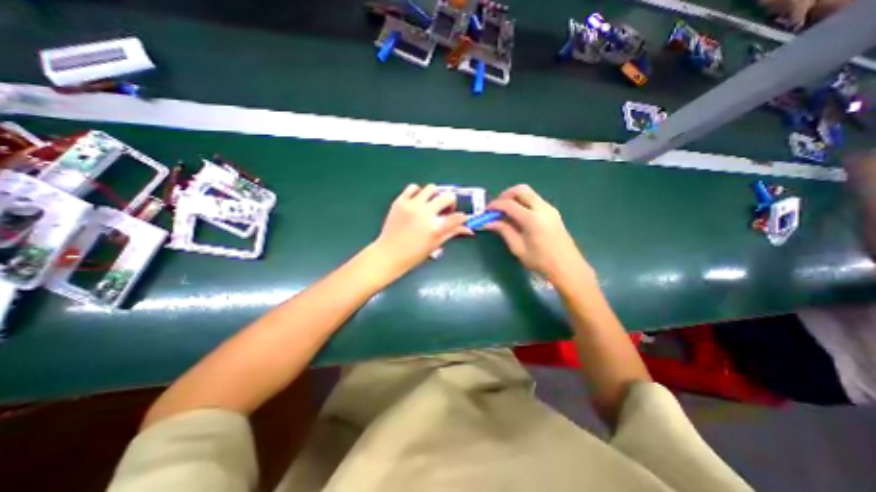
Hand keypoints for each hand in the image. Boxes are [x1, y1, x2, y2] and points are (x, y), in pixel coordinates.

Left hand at [370, 183, 472, 275]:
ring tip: (431, 204)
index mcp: (435, 227)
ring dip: (436, 195)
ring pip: (431, 188)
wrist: (388, 254)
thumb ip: (452, 233)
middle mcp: (425, 213)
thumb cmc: (414, 254)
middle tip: (446, 210)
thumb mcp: (436, 245)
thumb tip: (469, 229)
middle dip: (451, 203)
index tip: (460, 218)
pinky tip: (418, 201)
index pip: (458, 217)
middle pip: (447, 197)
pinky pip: (413, 187)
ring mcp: (412, 205)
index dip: (462, 217)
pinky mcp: (400, 201)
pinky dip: (418, 192)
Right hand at [482, 184, 591, 285]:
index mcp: (532, 218)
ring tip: (505, 213)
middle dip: (506, 195)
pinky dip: (523, 203)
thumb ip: (503, 231)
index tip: (486, 211)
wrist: (567, 268)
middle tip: (497, 207)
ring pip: (529, 193)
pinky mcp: (553, 213)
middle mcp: (542, 208)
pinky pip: (535, 200)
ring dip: (515, 198)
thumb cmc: (540, 261)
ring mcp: (550, 209)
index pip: (509, 204)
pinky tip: (518, 217)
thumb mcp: (518, 247)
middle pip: (521, 190)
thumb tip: (488, 222)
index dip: (495, 205)